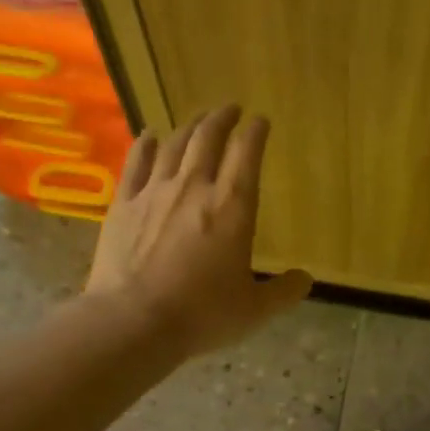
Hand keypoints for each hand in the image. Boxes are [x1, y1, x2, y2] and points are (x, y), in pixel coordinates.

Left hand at [86, 105, 311, 356]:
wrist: (133, 321)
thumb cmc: (202, 314)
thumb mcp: (255, 310)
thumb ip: (283, 292)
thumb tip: (306, 280)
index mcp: (233, 208)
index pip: (247, 155)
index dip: (255, 133)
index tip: (260, 121)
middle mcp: (194, 188)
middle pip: (208, 139)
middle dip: (222, 118)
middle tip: (230, 109)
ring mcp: (154, 192)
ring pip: (174, 145)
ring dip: (189, 126)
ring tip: (198, 120)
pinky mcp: (124, 204)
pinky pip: (136, 162)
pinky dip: (146, 144)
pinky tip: (150, 135)